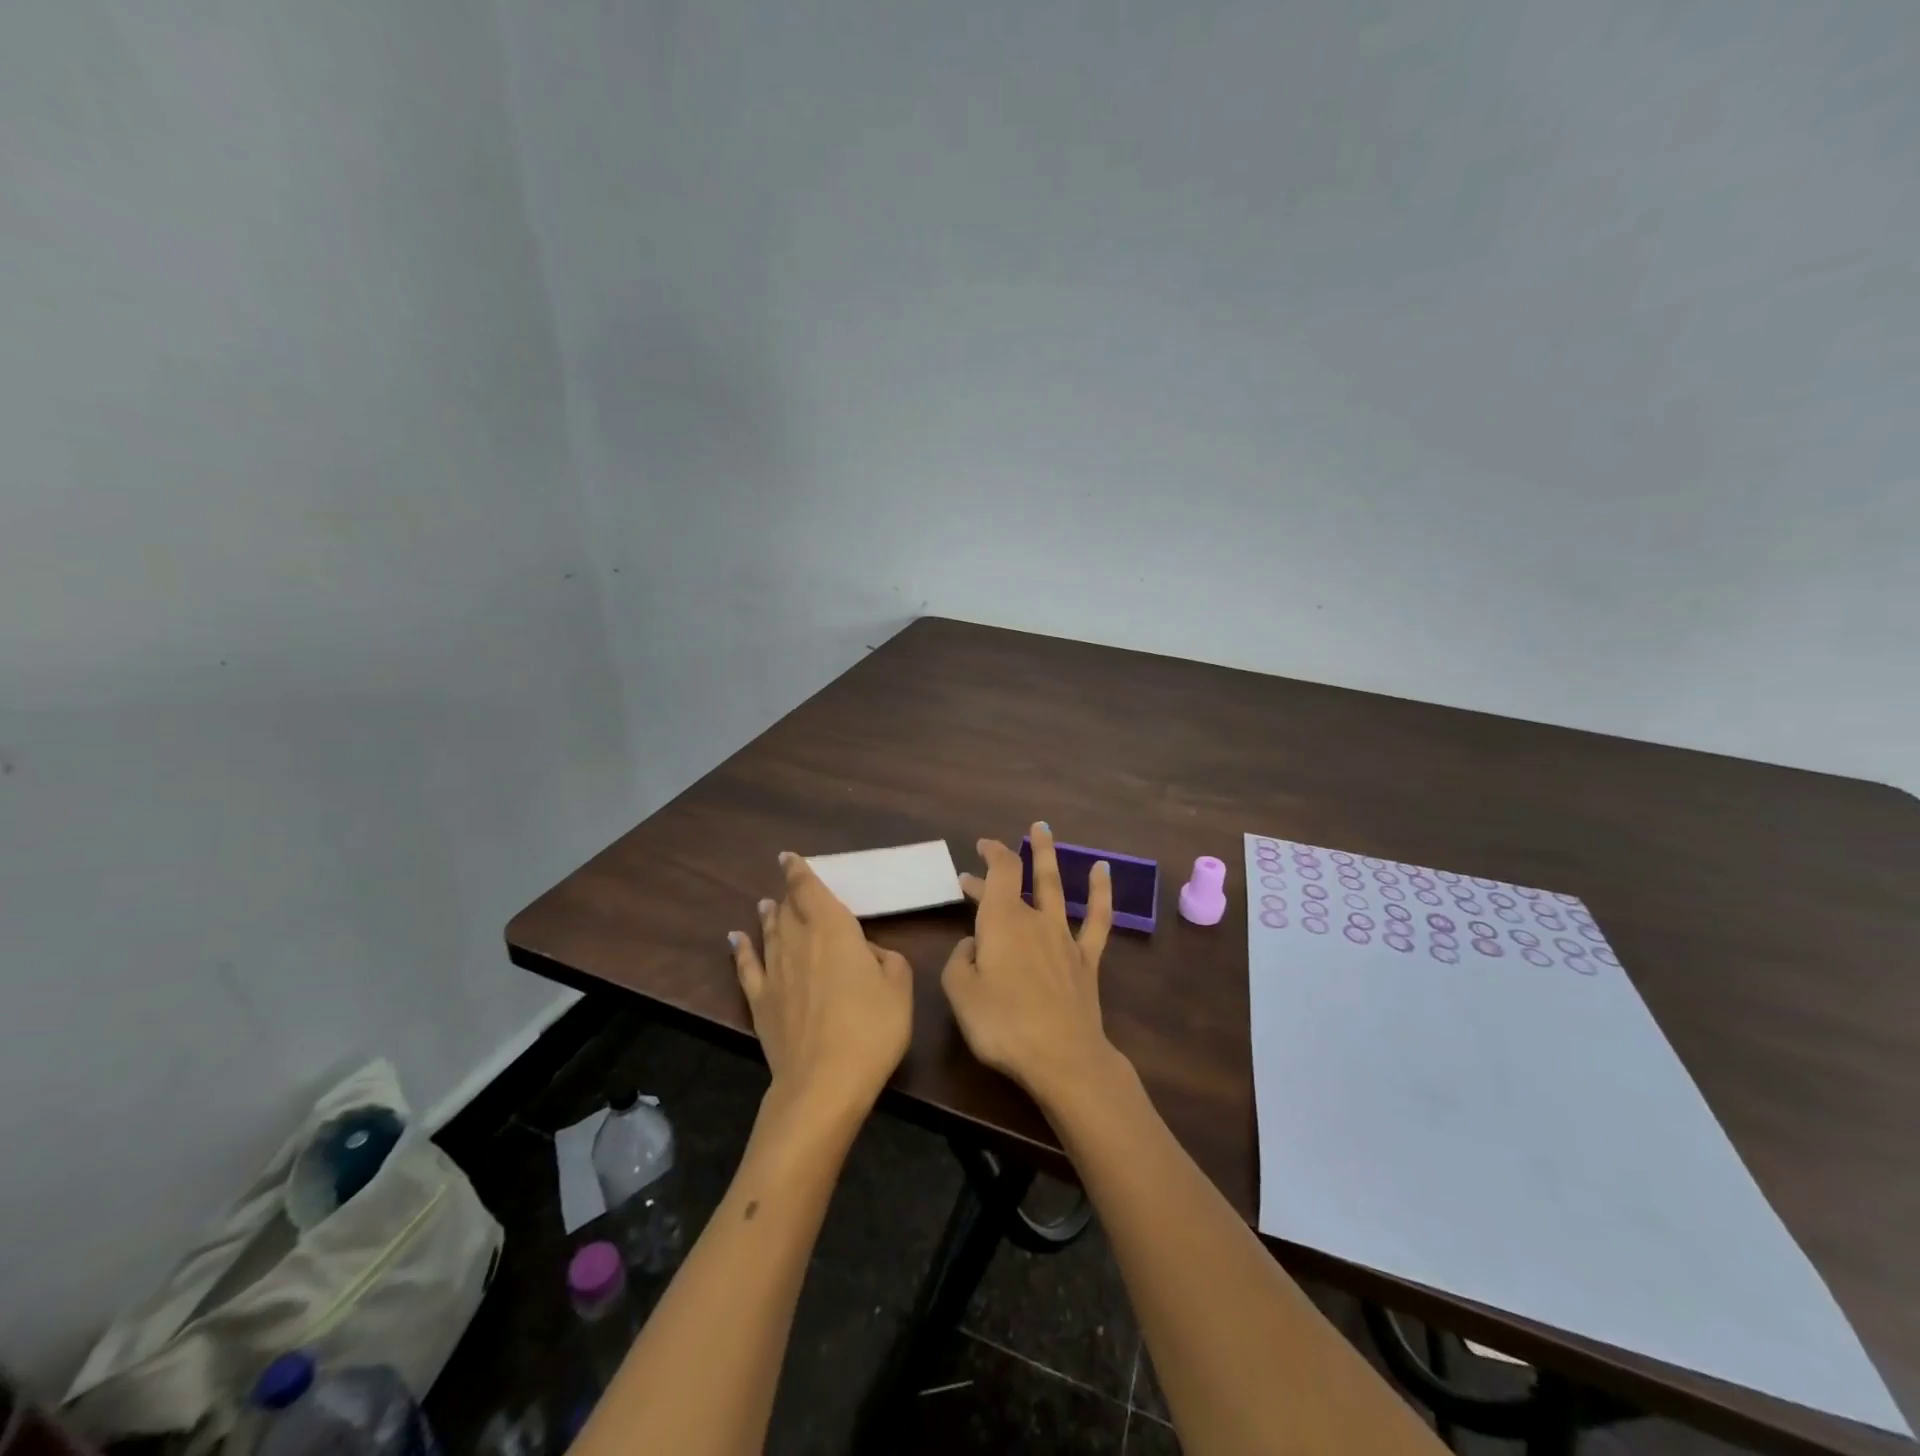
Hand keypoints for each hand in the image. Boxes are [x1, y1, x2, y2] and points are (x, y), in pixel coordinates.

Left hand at [730, 853, 912, 1125]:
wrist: (824, 1082)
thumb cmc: (871, 1028)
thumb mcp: (900, 987)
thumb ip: (888, 960)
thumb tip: (870, 953)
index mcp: (834, 930)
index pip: (809, 890)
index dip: (799, 871)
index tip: (788, 857)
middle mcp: (799, 941)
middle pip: (787, 909)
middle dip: (788, 895)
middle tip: (789, 888)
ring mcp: (775, 972)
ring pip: (768, 932)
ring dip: (767, 916)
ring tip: (765, 904)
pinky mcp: (760, 1002)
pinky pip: (747, 967)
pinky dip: (740, 949)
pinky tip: (735, 938)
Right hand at [942, 822, 1119, 1103]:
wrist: (1062, 1056)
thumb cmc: (1003, 1024)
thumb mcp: (960, 993)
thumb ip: (959, 961)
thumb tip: (971, 945)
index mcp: (1001, 921)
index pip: (999, 873)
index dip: (991, 854)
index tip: (981, 847)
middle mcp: (1034, 919)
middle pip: (1020, 878)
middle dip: (1005, 860)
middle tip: (990, 848)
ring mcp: (1064, 937)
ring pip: (1055, 886)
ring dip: (1048, 856)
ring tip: (1043, 830)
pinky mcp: (1086, 960)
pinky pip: (1097, 918)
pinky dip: (1100, 891)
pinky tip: (1102, 870)